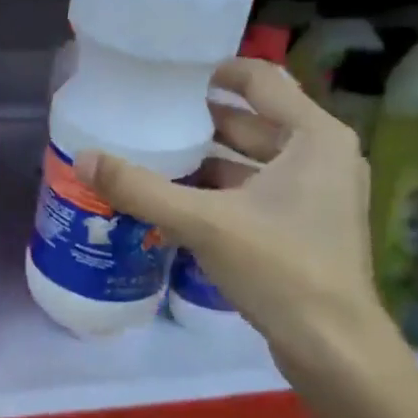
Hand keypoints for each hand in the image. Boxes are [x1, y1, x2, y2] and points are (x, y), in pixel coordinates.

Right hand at [75, 59, 417, 417]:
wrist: (333, 347)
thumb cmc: (280, 269)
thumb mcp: (204, 223)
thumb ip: (142, 189)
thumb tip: (84, 158)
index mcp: (315, 137)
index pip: (261, 80)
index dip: (215, 71)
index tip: (170, 73)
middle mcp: (324, 156)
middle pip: (255, 122)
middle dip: (204, 119)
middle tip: (151, 115)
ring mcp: (319, 195)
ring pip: (255, 161)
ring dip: (210, 159)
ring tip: (156, 154)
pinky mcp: (308, 227)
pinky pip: (259, 192)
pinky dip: (223, 191)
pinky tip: (180, 200)